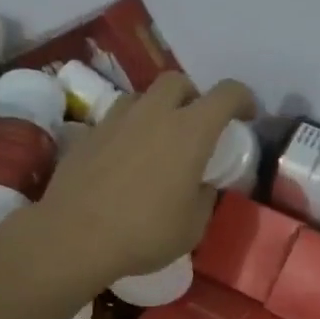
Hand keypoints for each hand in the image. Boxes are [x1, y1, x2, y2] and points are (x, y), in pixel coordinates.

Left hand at [36, 72, 255, 286]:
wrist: (73, 237)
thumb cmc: (144, 233)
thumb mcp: (193, 226)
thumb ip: (205, 196)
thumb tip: (202, 184)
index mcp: (190, 131)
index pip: (227, 94)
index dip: (243, 99)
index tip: (246, 115)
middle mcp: (154, 114)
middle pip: (178, 81)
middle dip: (193, 96)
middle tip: (195, 125)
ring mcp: (116, 120)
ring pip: (142, 96)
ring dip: (157, 109)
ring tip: (157, 139)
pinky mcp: (88, 133)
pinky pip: (115, 119)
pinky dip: (128, 129)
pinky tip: (124, 158)